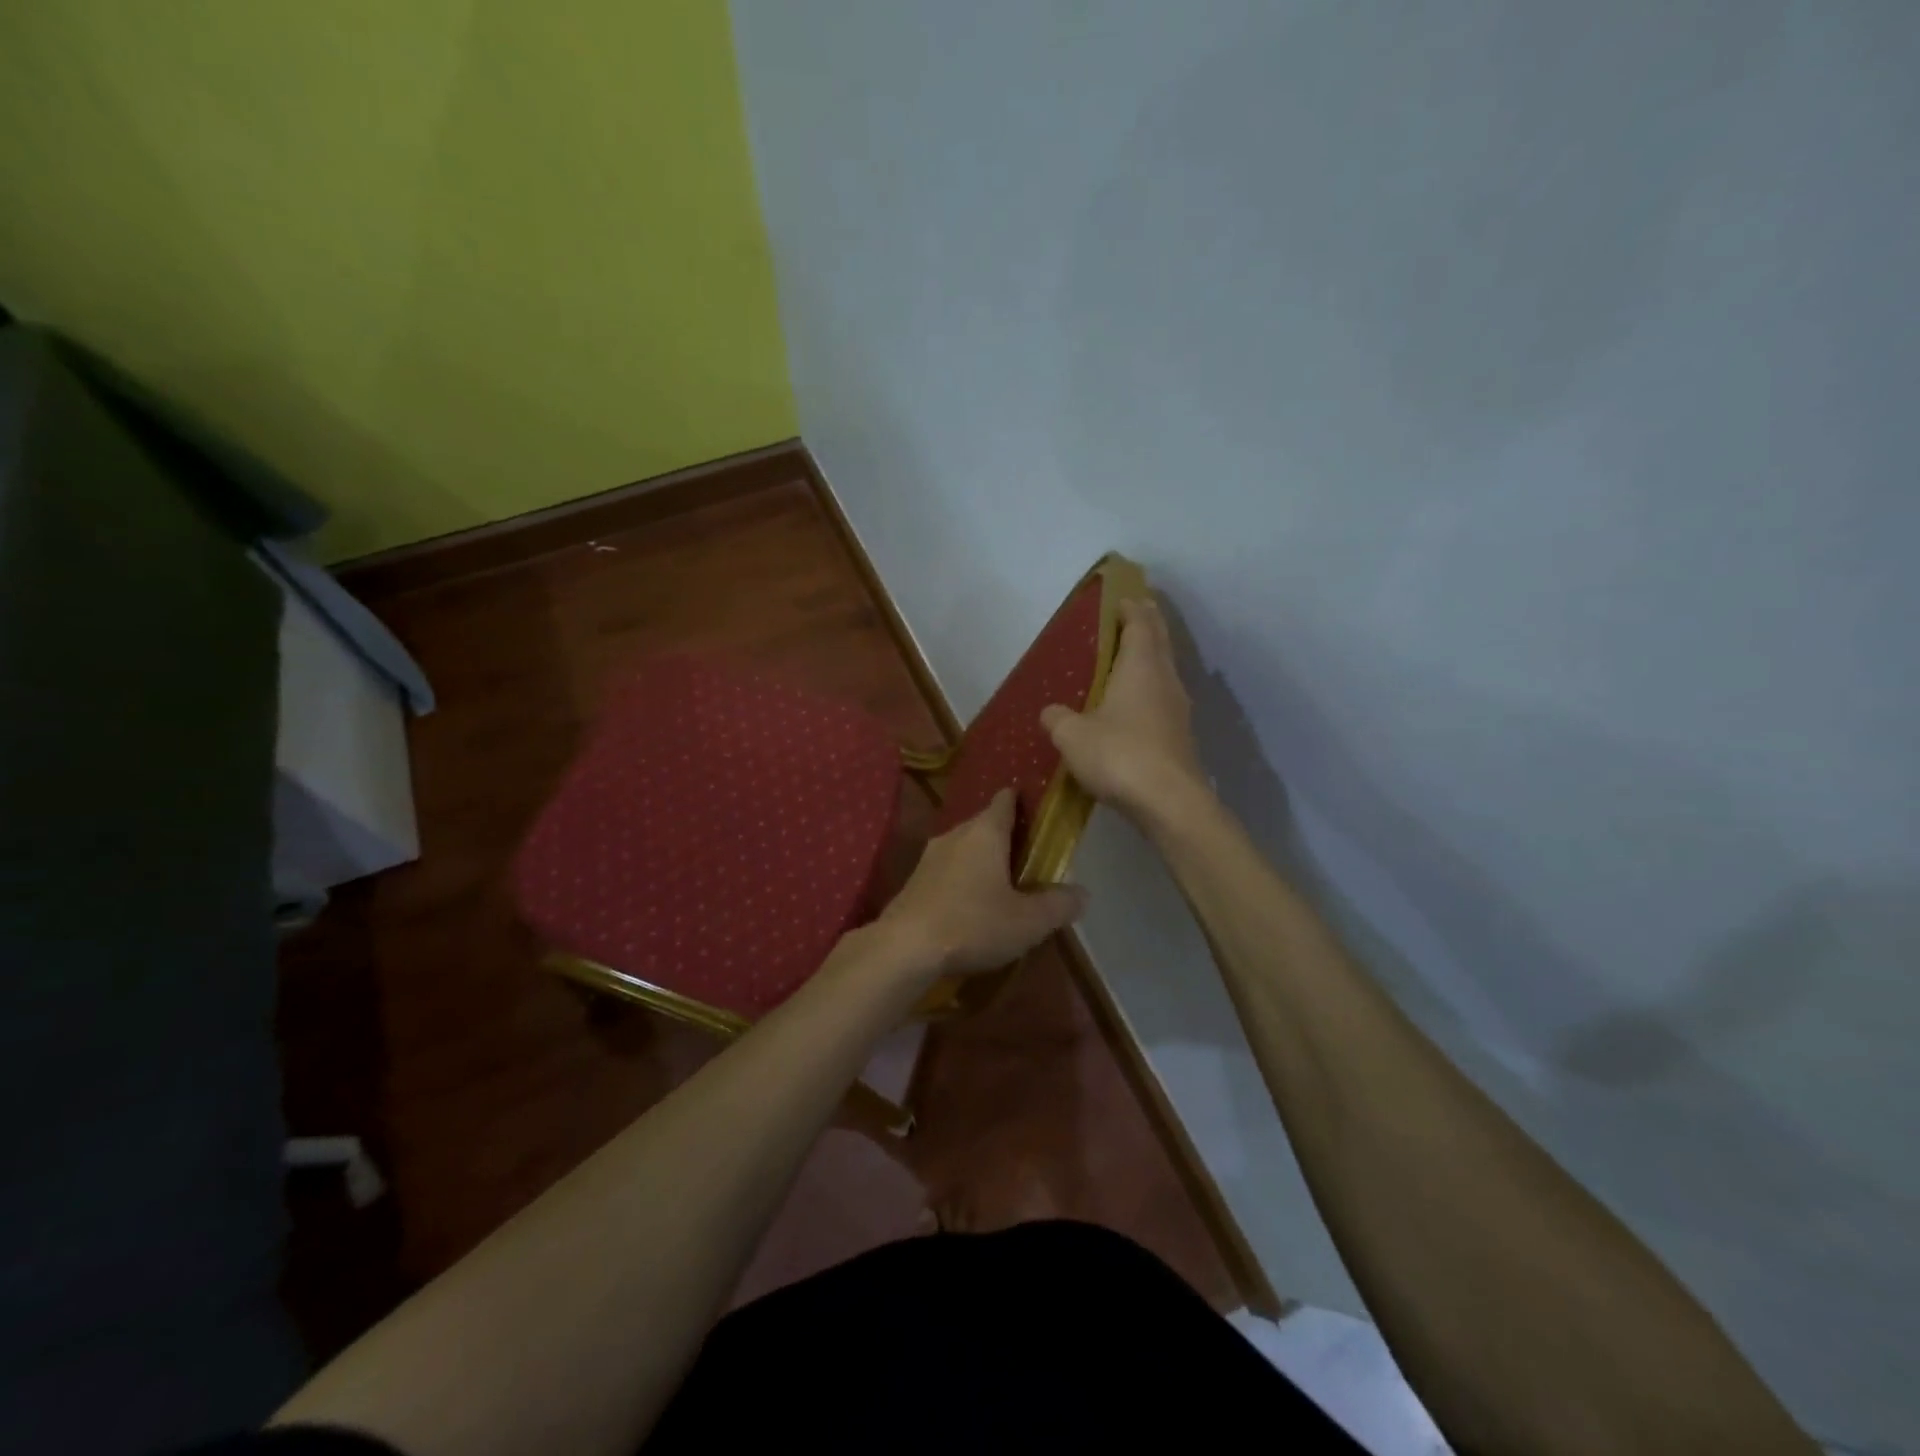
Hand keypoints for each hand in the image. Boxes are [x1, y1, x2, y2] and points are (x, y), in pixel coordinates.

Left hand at [877, 788, 1087, 977]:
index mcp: (985, 832)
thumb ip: (1058, 905)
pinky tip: (971, 906)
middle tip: (1030, 858)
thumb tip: (1082, 894)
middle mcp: (956, 834)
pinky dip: (962, 879)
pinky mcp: (914, 881)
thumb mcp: (1028, 921)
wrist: (904, 948)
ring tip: (1003, 884)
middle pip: (985, 824)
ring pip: (964, 848)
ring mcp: (929, 857)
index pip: (1005, 800)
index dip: (1023, 801)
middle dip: (1007, 837)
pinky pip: (947, 870)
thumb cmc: (973, 924)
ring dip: (982, 860)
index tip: (1039, 811)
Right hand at [1041, 596, 1210, 828]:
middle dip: (1148, 624)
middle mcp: (1165, 680)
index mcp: (1140, 667)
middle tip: (1135, 612)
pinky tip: (1137, 704)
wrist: (1169, 802)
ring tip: (1132, 656)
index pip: (1140, 624)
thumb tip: (1050, 712)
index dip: (1132, 608)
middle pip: (1159, 642)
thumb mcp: (1072, 736)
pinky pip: (1164, 699)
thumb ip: (1058, 719)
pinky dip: (1151, 689)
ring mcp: (1178, 709)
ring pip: (1165, 670)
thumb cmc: (1119, 755)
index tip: (1123, 598)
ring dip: (1152, 657)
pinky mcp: (1181, 736)